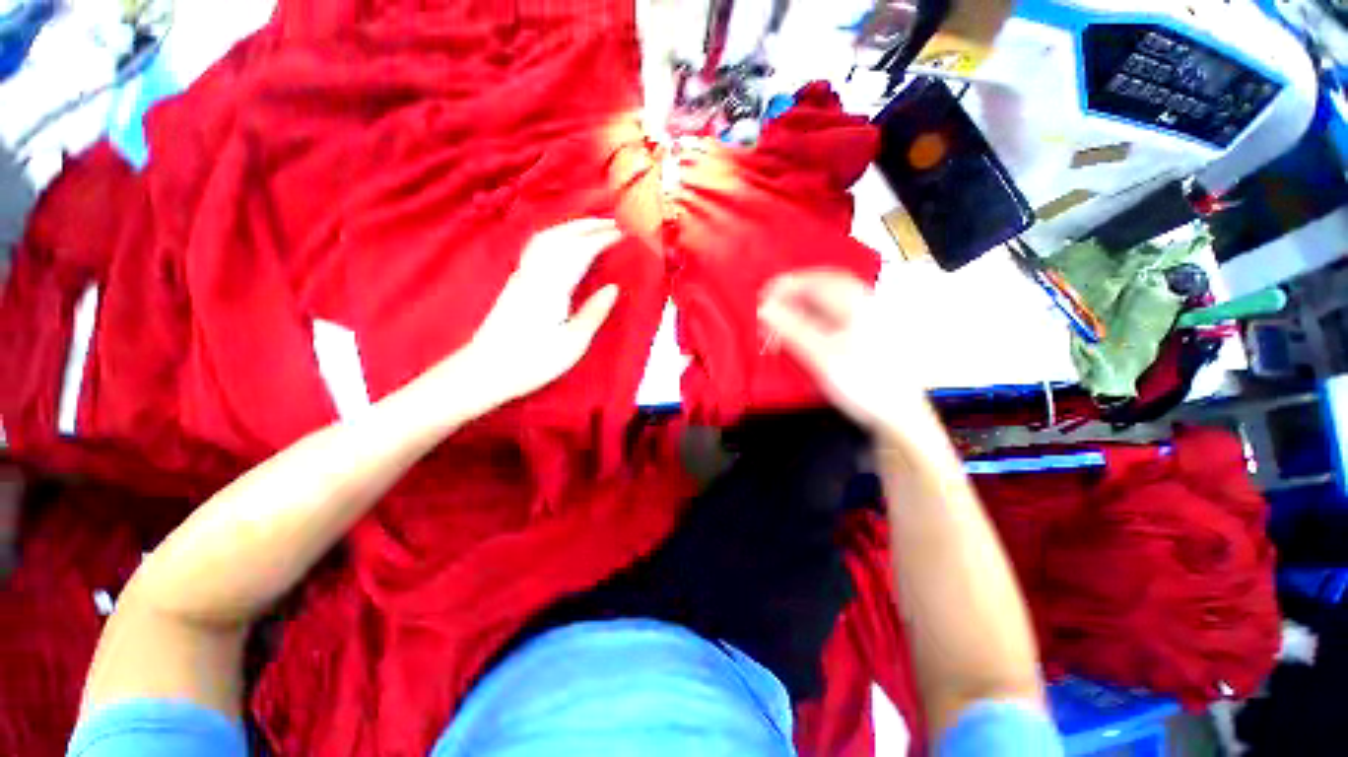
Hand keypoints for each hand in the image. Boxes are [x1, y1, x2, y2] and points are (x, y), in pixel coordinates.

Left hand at [444, 218, 621, 412]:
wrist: (486, 369)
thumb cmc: (533, 361)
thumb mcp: (572, 343)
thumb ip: (593, 312)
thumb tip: (613, 288)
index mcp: (552, 287)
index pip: (580, 251)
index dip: (602, 239)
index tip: (623, 234)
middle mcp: (535, 273)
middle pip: (561, 236)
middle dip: (588, 226)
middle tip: (612, 222)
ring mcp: (522, 275)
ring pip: (546, 238)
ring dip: (570, 227)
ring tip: (592, 226)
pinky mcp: (515, 282)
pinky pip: (537, 247)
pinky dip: (555, 235)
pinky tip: (562, 241)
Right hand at [757, 269, 929, 435]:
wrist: (897, 415)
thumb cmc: (862, 383)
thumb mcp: (821, 357)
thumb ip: (791, 330)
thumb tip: (764, 309)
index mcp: (855, 303)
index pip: (814, 281)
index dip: (785, 286)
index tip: (762, 297)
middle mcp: (863, 304)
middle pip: (822, 286)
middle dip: (793, 292)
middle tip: (770, 304)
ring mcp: (866, 319)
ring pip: (827, 301)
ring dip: (801, 305)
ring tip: (781, 316)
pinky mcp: (864, 335)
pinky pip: (832, 316)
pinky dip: (811, 318)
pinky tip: (801, 329)